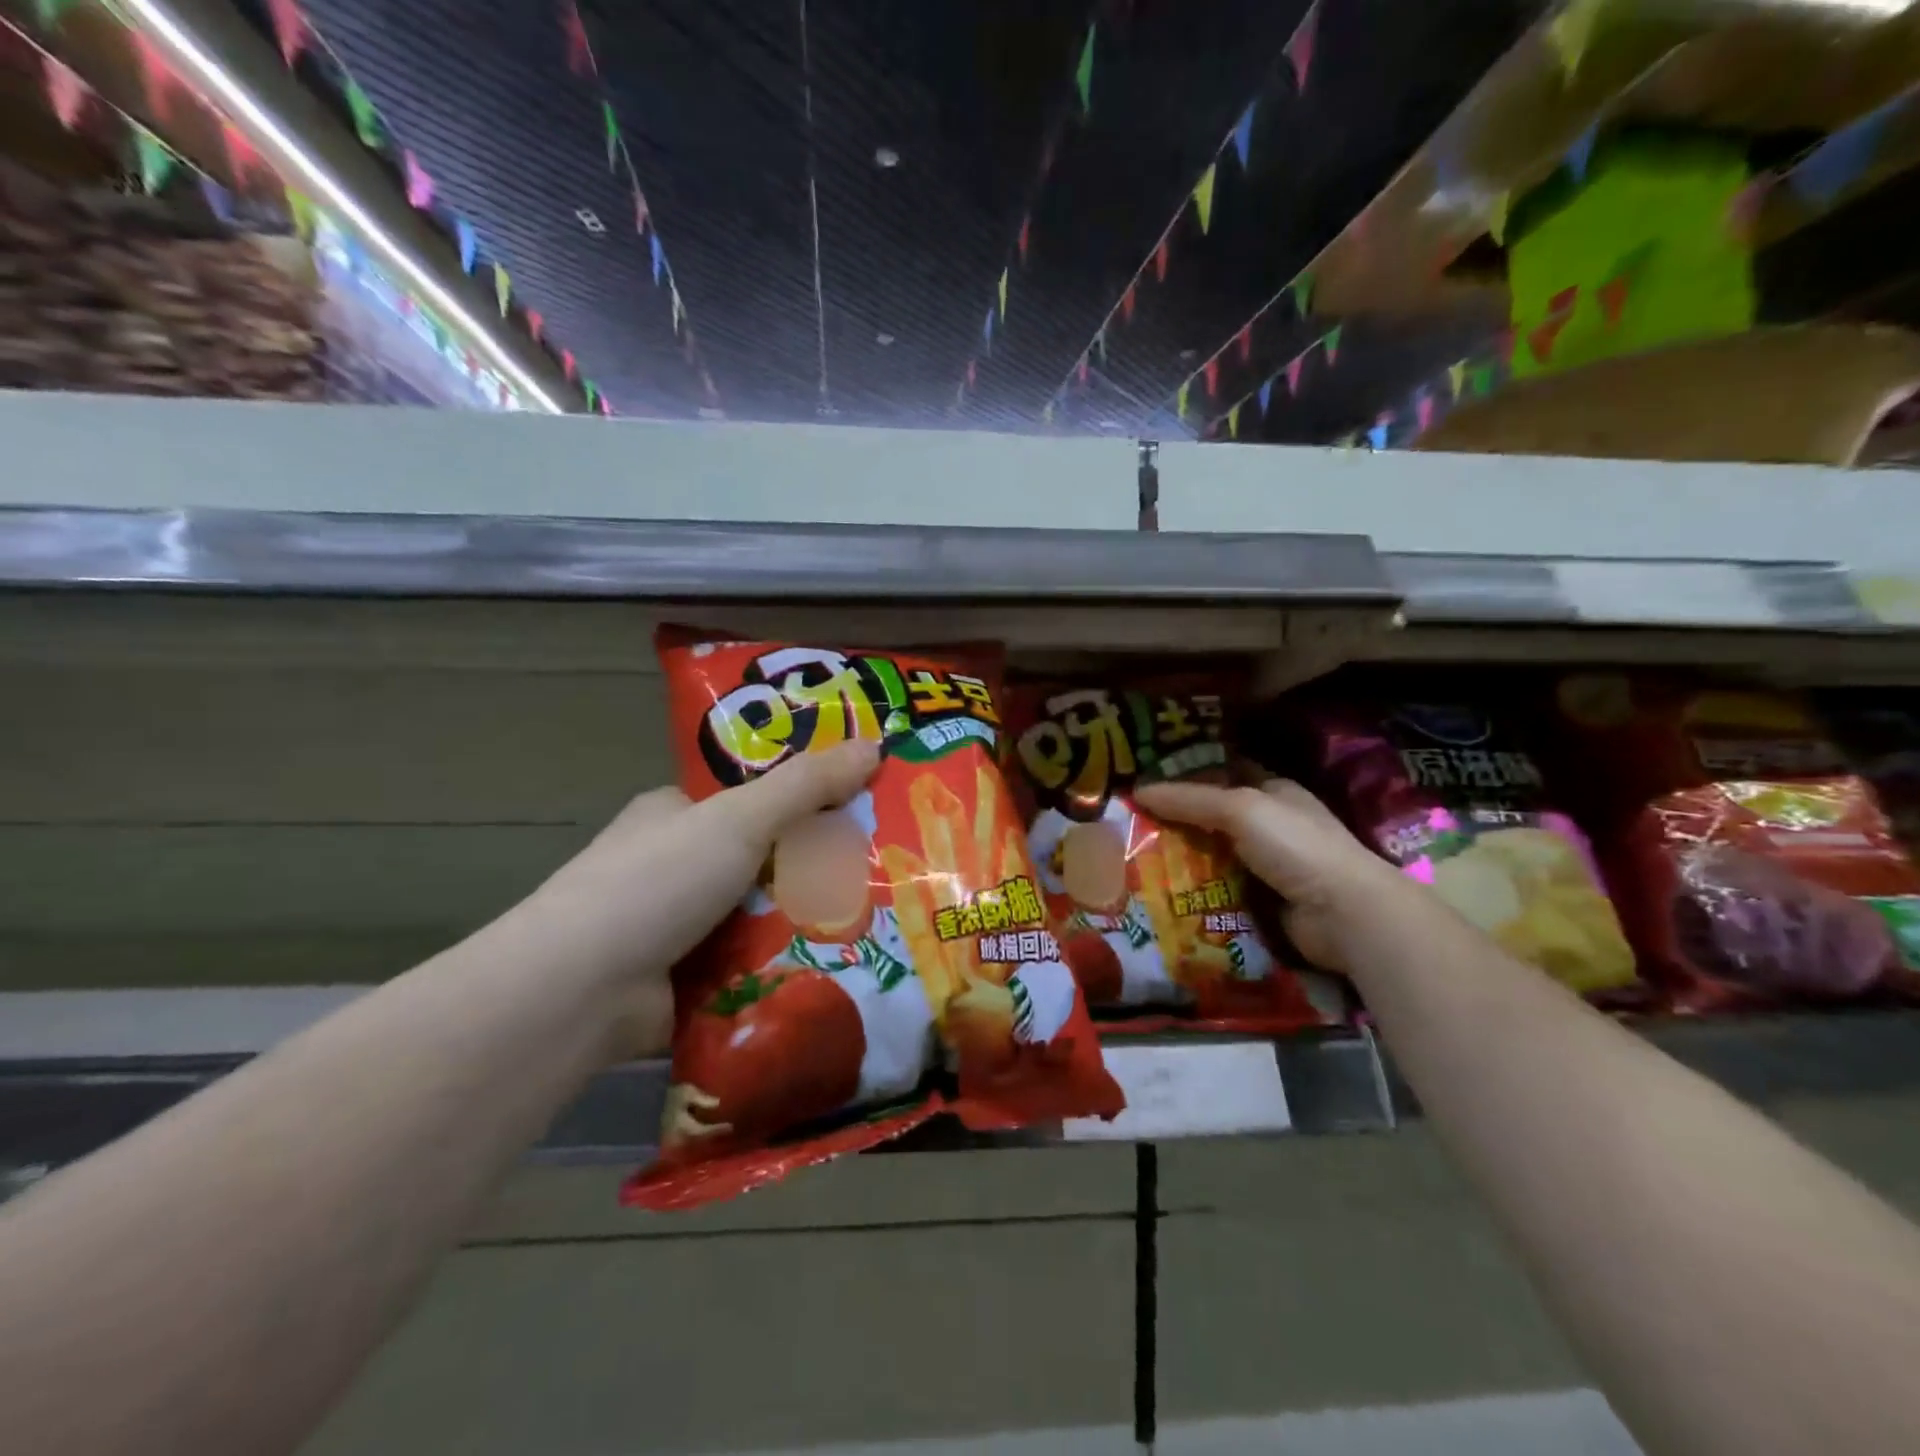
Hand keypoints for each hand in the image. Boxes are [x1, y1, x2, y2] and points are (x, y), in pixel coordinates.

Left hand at [518, 739, 880, 1056]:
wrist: (581, 992)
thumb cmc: (659, 882)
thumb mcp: (740, 818)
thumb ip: (807, 785)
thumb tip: (876, 744)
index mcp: (676, 814)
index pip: (751, 798)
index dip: (804, 799)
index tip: (859, 807)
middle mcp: (674, 864)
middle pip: (762, 856)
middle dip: (813, 866)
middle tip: (881, 868)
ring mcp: (678, 924)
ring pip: (761, 912)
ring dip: (805, 918)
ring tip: (878, 917)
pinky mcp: (686, 977)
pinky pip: (751, 960)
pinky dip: (784, 962)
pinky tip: (840, 962)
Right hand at [1134, 777, 1406, 970]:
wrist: (1344, 914)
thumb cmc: (1296, 846)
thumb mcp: (1240, 809)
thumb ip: (1189, 799)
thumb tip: (1138, 791)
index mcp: (1273, 791)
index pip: (1223, 773)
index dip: (1187, 774)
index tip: (1145, 781)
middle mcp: (1272, 825)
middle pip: (1213, 818)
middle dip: (1176, 822)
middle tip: (1129, 825)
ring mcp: (1269, 866)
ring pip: (1213, 857)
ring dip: (1181, 861)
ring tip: (1134, 861)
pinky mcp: (1264, 903)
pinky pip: (1219, 892)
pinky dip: (1195, 893)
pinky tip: (1162, 893)